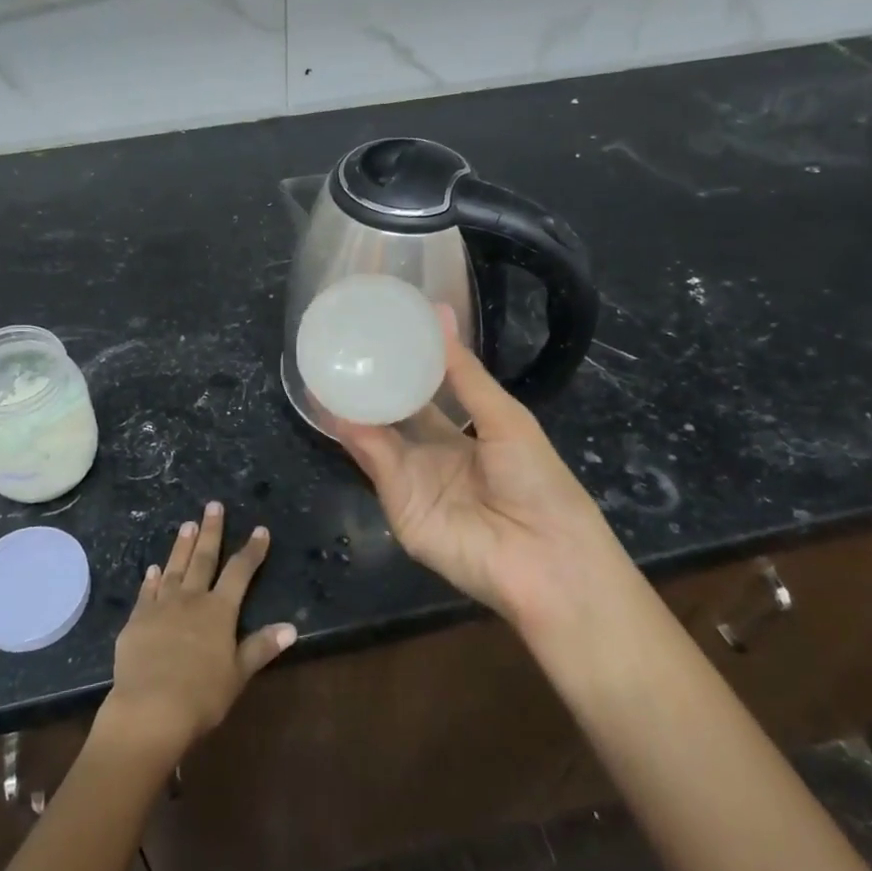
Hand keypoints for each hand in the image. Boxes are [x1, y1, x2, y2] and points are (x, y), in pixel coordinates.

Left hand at [99, 503, 296, 764]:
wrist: (150, 709)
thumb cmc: (202, 696)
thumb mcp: (238, 674)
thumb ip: (261, 647)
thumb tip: (292, 627)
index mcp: (219, 611)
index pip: (240, 572)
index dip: (252, 551)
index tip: (260, 530)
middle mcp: (191, 599)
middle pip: (204, 559)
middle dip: (211, 531)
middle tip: (213, 505)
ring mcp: (161, 606)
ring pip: (174, 568)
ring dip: (182, 546)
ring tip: (187, 524)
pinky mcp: (137, 620)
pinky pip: (146, 592)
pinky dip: (151, 578)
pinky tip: (153, 568)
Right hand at [331, 309, 615, 630]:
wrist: (546, 558)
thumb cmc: (538, 479)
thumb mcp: (503, 415)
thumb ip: (462, 371)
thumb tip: (439, 311)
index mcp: (463, 433)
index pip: (423, 394)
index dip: (402, 366)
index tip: (378, 333)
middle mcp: (431, 454)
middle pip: (392, 414)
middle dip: (369, 385)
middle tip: (340, 347)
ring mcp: (412, 480)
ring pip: (375, 435)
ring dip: (352, 405)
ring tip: (325, 366)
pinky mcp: (398, 504)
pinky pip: (374, 462)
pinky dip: (354, 434)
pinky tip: (336, 404)